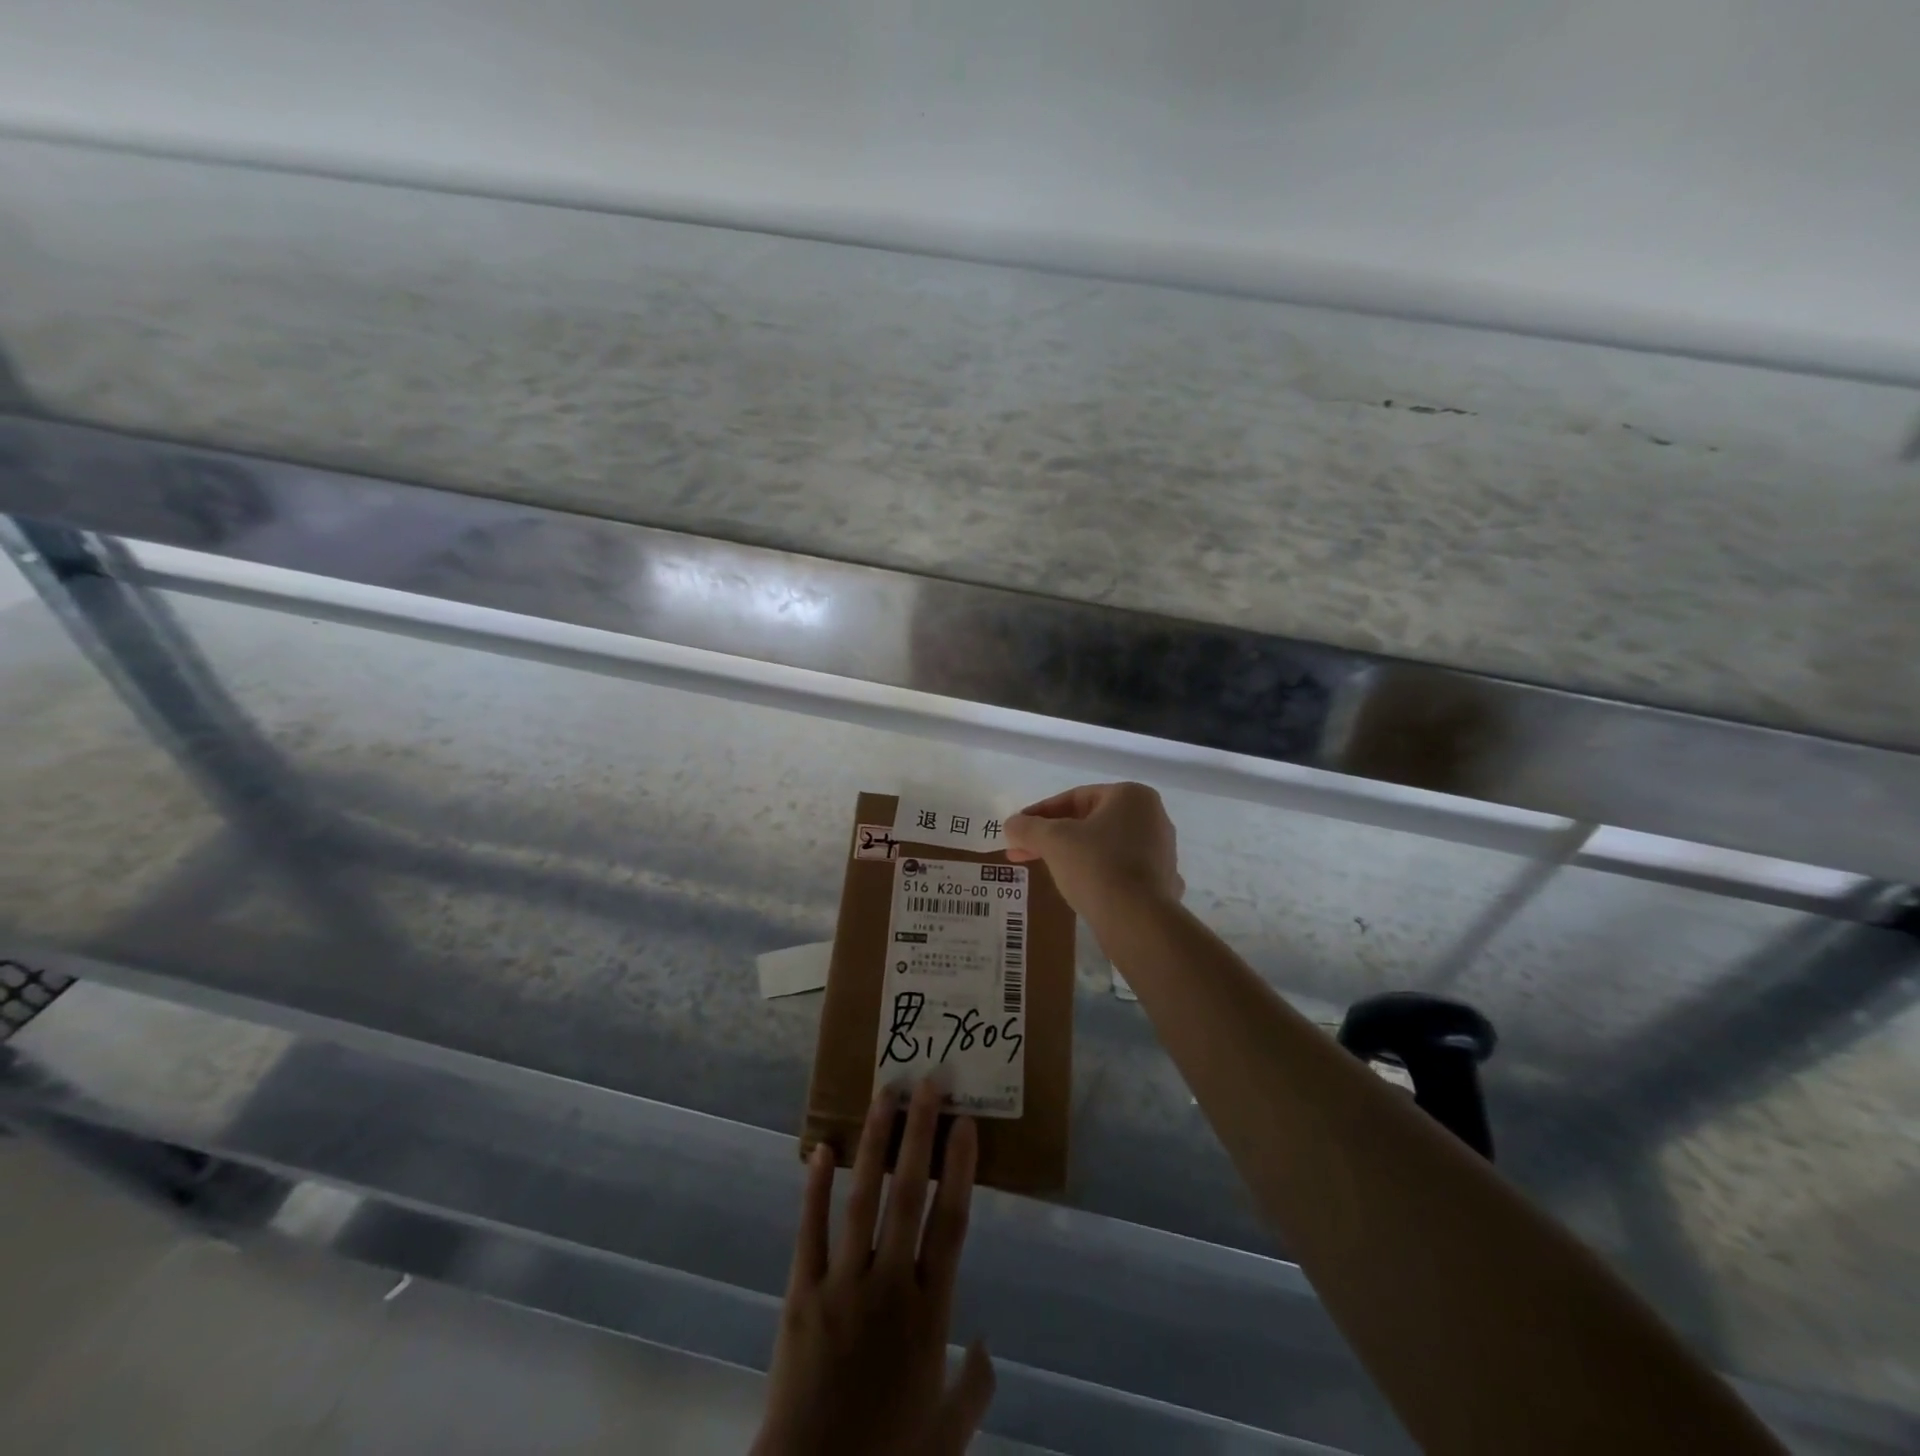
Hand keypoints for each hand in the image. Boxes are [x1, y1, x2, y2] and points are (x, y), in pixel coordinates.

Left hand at [754, 1079, 994, 1455]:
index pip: (952, 1223)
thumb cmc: (889, 1455)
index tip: (965, 1124)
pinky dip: (815, 1188)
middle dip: (920, 1134)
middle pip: (910, 1194)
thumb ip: (975, 1386)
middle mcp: (891, 1285)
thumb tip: (988, 1345)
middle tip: (928, 1084)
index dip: (960, 1169)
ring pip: (864, 1199)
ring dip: (875, 1143)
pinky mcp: (801, 1294)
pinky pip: (810, 1231)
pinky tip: (821, 1149)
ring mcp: (843, 1285)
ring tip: (883, 1095)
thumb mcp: (948, 1432)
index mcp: (930, 1312)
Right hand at [1004, 782, 1181, 925]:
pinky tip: (1081, 888)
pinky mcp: (1163, 882)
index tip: (1018, 830)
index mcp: (1131, 796)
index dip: (1040, 814)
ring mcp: (1162, 851)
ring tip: (1048, 870)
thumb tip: (1012, 824)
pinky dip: (1099, 874)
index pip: (1075, 798)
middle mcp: (1154, 817)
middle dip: (1054, 837)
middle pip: (1090, 822)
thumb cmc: (1096, 866)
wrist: (1138, 922)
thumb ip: (1028, 827)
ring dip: (1074, 854)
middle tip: (1024, 852)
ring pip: (1106, 846)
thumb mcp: (1053, 841)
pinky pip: (1122, 871)